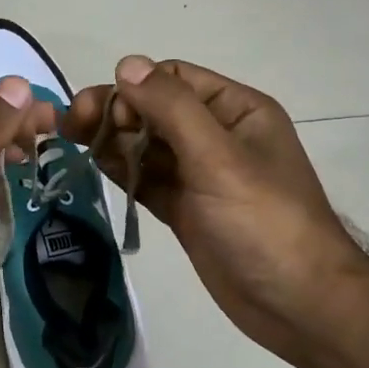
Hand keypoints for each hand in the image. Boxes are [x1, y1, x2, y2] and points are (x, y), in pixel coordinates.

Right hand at [65, 57, 364, 367]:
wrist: (297, 304)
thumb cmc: (264, 221)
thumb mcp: (219, 157)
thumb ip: (171, 108)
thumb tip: (126, 63)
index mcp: (236, 111)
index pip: (173, 79)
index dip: (134, 89)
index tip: (102, 113)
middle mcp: (217, 136)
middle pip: (154, 111)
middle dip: (115, 113)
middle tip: (72, 126)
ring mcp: (200, 175)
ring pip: (147, 145)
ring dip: (112, 141)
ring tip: (71, 142)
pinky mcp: (186, 209)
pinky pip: (148, 179)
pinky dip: (122, 171)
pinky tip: (93, 166)